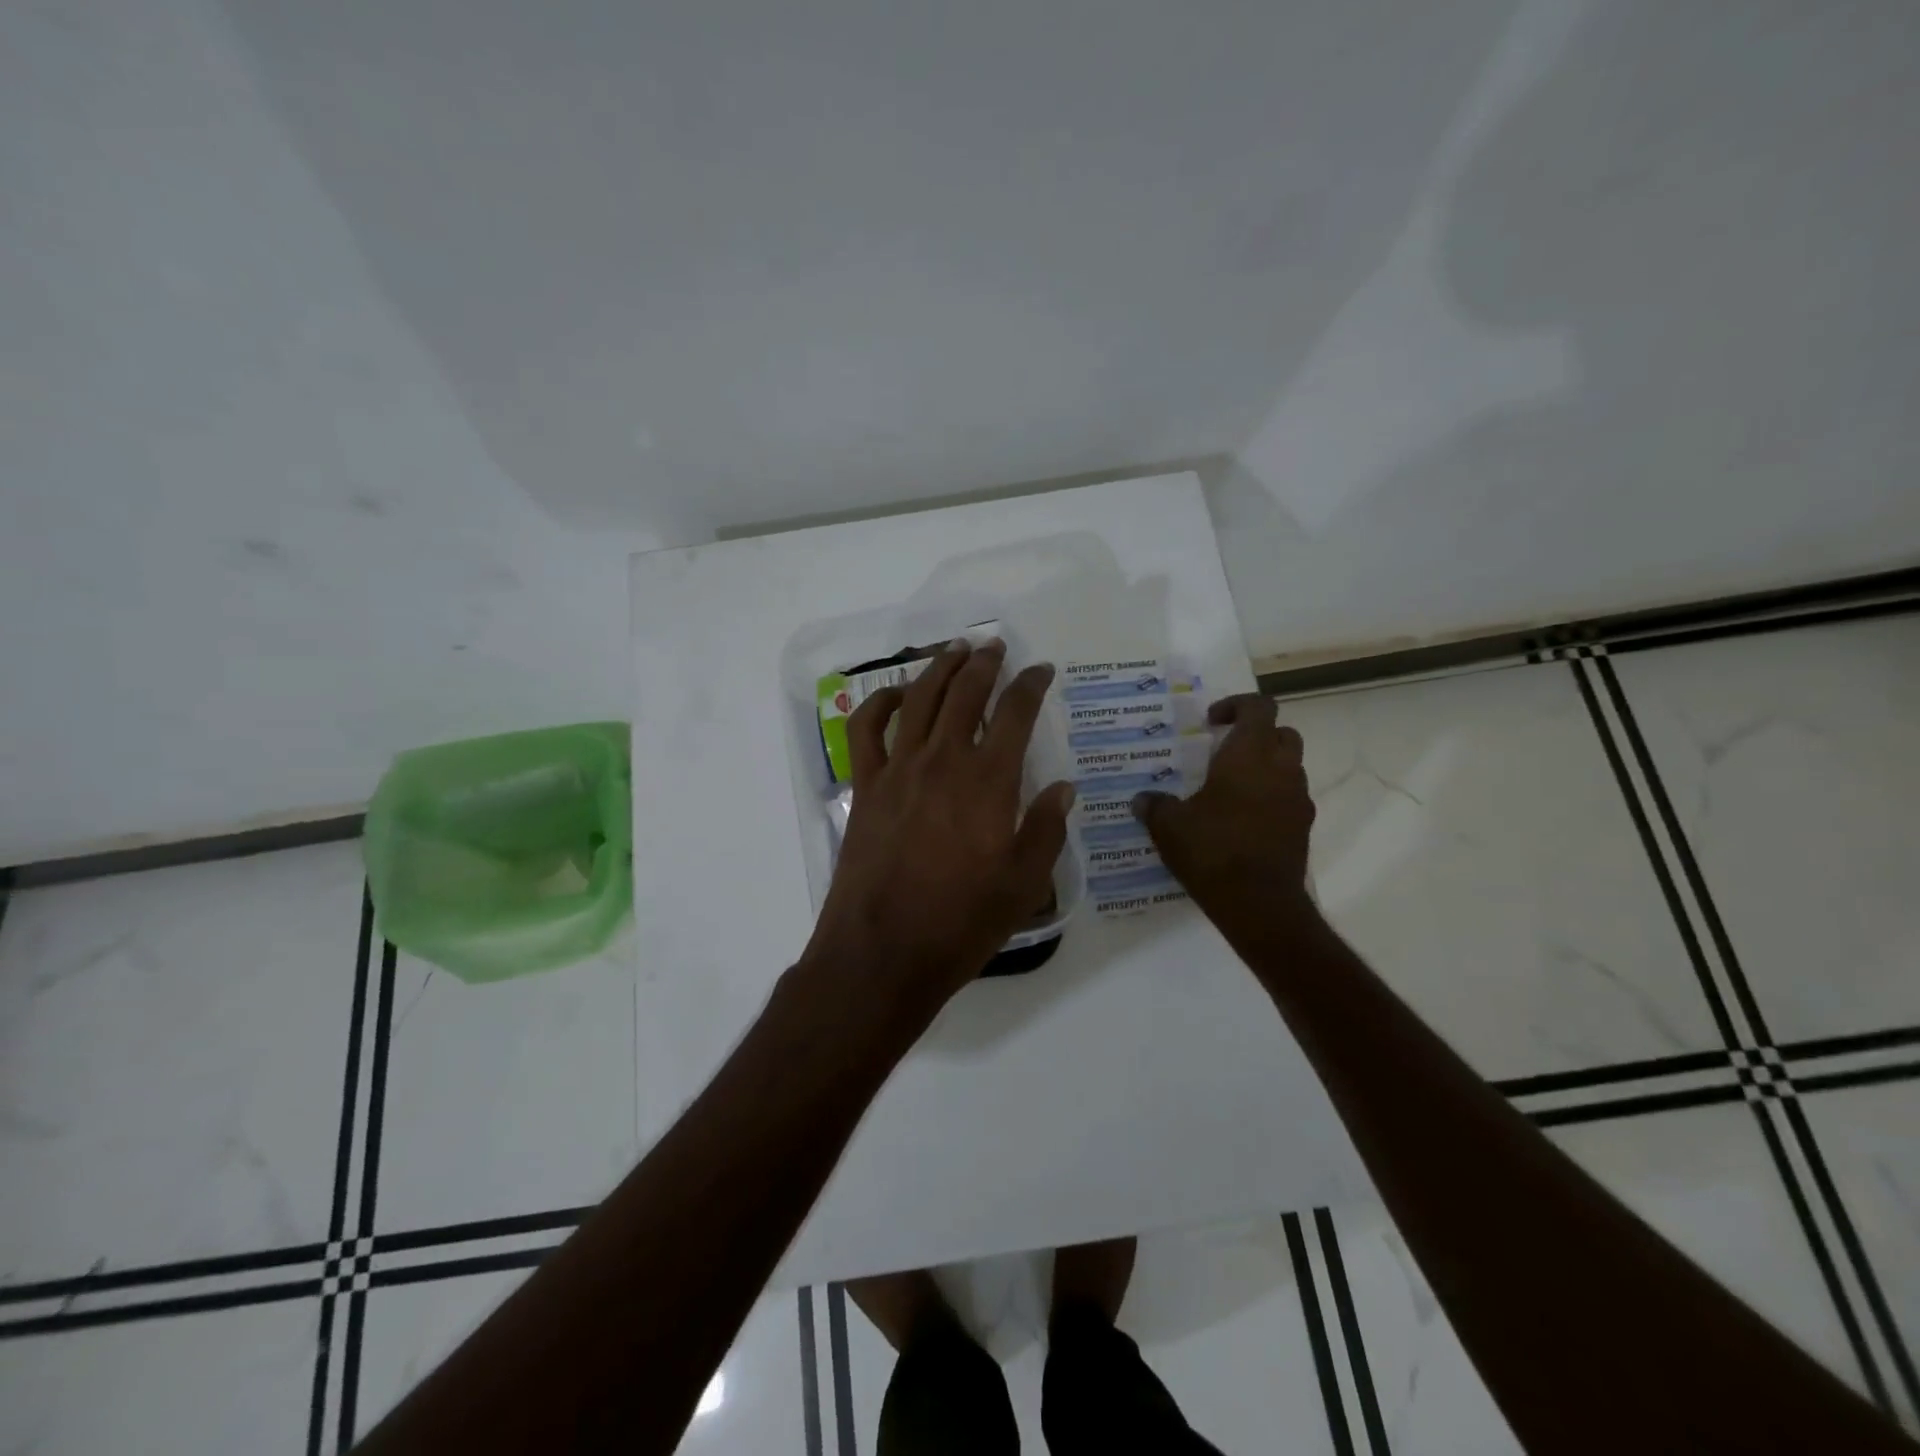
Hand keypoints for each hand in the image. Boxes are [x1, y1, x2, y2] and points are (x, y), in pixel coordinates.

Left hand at [801, 638, 1074, 1031]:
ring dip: (938, 669)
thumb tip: (1064, 788)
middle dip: (984, 663)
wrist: (884, 952)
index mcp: (988, 781)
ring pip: (918, 699)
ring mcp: (898, 770)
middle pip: (965, 693)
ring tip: (954, 651)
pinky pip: (867, 730)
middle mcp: (943, 761)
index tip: (1041, 670)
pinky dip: (881, 704)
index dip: (1031, 684)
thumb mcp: (1024, 884)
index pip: (1015, 713)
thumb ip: (1046, 829)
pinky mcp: (865, 787)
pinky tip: (897, 695)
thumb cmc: (962, 922)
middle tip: (995, 645)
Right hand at [1131, 694, 1315, 932]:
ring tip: (1231, 788)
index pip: (1259, 707)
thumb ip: (1155, 805)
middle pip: (1283, 733)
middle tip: (1225, 752)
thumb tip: (1141, 799)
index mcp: (1249, 755)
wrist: (1258, 904)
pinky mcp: (1302, 828)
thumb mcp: (1169, 826)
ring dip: (1266, 767)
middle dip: (1256, 735)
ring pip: (1290, 767)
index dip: (1236, 705)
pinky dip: (1271, 798)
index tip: (1211, 723)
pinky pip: (1289, 799)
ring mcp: (1297, 800)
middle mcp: (1281, 770)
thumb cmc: (1212, 850)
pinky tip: (1242, 820)